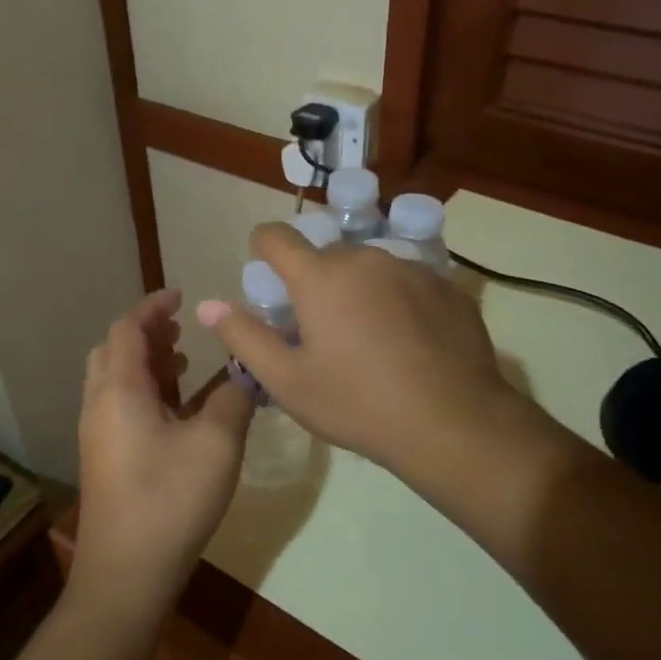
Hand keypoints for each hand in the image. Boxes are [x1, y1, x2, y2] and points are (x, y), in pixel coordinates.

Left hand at [73, 289, 254, 620]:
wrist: (127, 571)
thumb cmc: (171, 499)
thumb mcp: (217, 443)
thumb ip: (235, 398)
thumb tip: (248, 374)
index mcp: (119, 389)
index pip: (127, 328)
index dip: (154, 307)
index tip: (182, 296)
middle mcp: (100, 405)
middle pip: (115, 351)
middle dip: (148, 334)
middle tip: (185, 333)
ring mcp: (99, 434)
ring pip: (117, 381)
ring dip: (148, 365)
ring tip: (187, 366)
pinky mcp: (105, 459)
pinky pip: (121, 407)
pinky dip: (147, 393)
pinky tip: (180, 412)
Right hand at [196, 224, 535, 484]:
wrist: (453, 423)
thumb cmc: (358, 404)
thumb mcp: (288, 381)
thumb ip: (244, 337)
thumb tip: (207, 306)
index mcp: (321, 276)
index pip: (276, 236)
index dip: (263, 251)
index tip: (268, 281)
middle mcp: (367, 258)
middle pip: (326, 257)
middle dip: (316, 284)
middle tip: (321, 333)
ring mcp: (414, 269)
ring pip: (371, 270)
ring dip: (359, 293)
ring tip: (370, 343)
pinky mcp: (450, 288)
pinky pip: (409, 284)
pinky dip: (399, 303)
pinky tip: (409, 346)